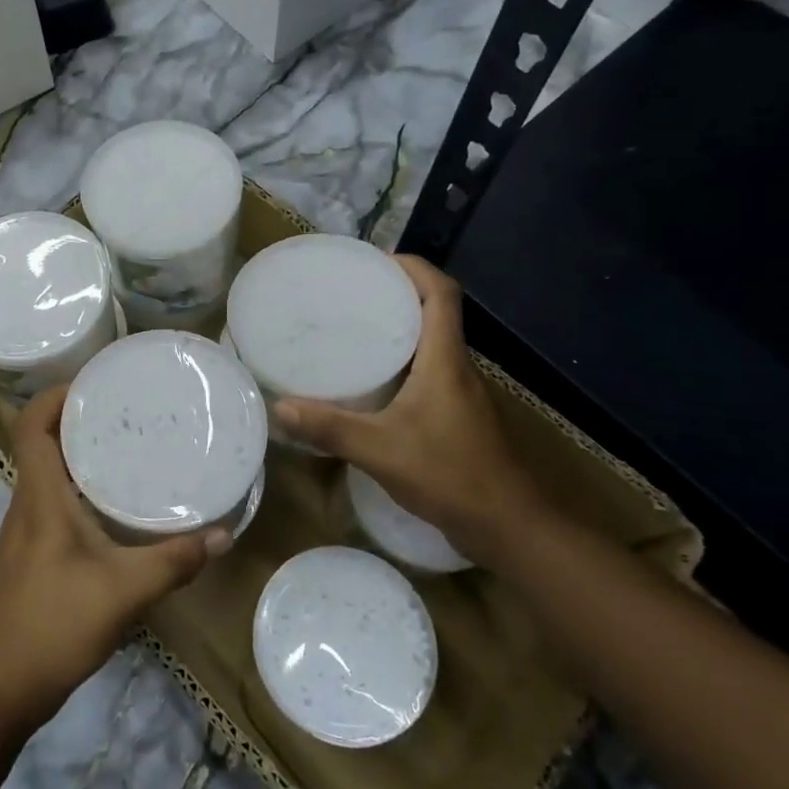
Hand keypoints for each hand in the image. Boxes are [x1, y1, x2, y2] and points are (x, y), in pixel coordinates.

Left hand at [0, 386, 231, 730]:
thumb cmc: (52, 626)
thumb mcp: (123, 591)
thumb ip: (173, 561)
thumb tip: (223, 535)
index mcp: (39, 495)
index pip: (31, 424)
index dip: (56, 394)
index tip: (96, 381)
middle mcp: (28, 502)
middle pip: (42, 440)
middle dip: (79, 417)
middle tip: (127, 408)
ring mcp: (27, 528)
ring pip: (50, 471)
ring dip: (80, 451)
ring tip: (128, 443)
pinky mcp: (34, 552)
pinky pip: (55, 499)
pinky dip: (81, 485)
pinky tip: (116, 502)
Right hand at [274, 255, 546, 567]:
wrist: (509, 527)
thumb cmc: (451, 476)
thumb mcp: (381, 451)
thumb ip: (330, 429)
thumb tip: (279, 408)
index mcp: (445, 360)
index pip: (441, 294)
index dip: (414, 267)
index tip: (376, 261)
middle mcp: (457, 367)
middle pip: (435, 312)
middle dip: (397, 293)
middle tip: (351, 292)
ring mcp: (460, 393)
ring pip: (431, 343)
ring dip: (400, 327)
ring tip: (353, 328)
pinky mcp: (456, 416)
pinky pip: (428, 371)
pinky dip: (402, 362)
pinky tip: (371, 382)